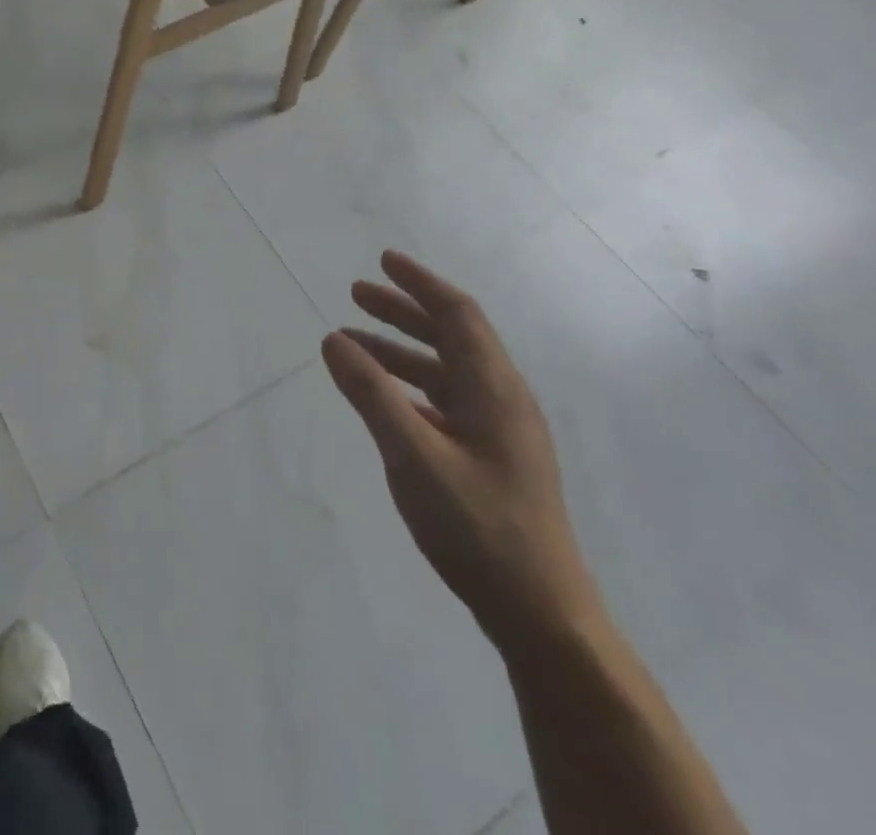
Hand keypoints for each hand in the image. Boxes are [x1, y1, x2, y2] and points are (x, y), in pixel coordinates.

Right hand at [322, 251, 599, 653]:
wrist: (541, 614)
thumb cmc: (479, 528)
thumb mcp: (414, 457)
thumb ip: (372, 395)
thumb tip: (334, 340)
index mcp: (495, 390)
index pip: (458, 315)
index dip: (420, 283)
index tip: (383, 261)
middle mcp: (501, 401)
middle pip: (451, 337)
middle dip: (403, 310)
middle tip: (356, 294)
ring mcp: (498, 432)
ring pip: (445, 371)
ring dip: (400, 350)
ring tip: (352, 344)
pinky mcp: (489, 459)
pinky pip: (444, 403)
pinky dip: (408, 387)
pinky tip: (381, 399)